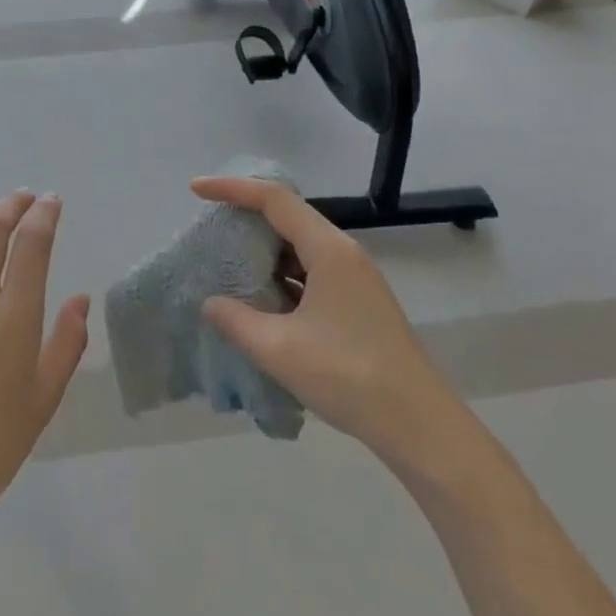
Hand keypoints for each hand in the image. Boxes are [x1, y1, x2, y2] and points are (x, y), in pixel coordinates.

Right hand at [192, 177, 466, 471]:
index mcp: (328, 251)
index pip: (273, 200)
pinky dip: (280, 276)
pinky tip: (260, 299)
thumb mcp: (279, 349)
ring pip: (299, 248)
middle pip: (288, 218)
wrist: (420, 427)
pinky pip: (310, 272)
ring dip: (263, 252)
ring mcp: (354, 279)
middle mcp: (344, 254)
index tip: (196, 189)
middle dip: (245, 218)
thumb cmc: (349, 377)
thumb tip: (210, 304)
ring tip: (227, 264)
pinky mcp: (357, 303)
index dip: (232, 188)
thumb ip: (236, 321)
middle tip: (209, 230)